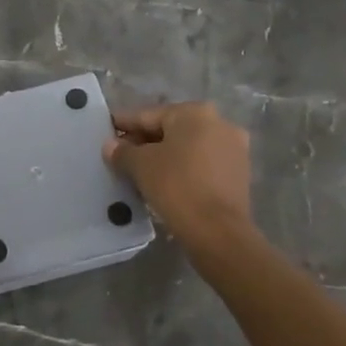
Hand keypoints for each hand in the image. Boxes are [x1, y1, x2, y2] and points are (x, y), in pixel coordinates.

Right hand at [104, 102, 259, 261]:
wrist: (218, 232)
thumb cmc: (176, 186)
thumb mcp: (140, 166)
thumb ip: (122, 151)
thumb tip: (111, 146)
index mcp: (195, 112)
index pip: (149, 115)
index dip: (124, 124)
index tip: (106, 129)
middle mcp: (219, 123)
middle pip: (170, 129)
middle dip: (144, 141)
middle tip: (120, 154)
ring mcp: (233, 149)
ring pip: (187, 147)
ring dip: (164, 156)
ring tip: (139, 171)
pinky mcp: (239, 174)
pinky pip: (202, 164)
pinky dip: (182, 169)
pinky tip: (164, 182)